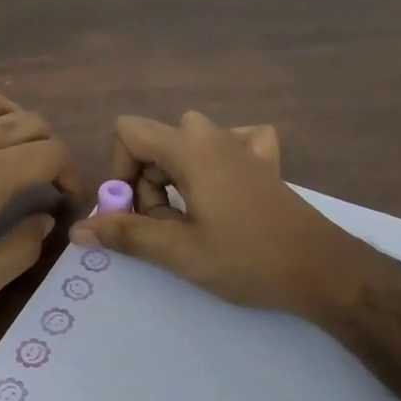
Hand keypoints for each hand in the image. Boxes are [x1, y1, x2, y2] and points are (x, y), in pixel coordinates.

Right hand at [69, 111, 367, 316]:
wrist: (323, 269)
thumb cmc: (248, 259)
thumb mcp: (181, 252)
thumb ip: (127, 235)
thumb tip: (78, 229)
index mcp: (191, 150)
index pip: (129, 131)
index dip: (119, 170)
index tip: (134, 213)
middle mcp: (215, 136)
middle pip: (157, 140)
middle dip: (147, 180)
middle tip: (165, 224)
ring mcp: (245, 146)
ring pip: (190, 141)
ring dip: (177, 174)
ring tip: (191, 215)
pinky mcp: (266, 163)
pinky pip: (233, 142)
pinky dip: (218, 159)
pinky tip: (225, 188)